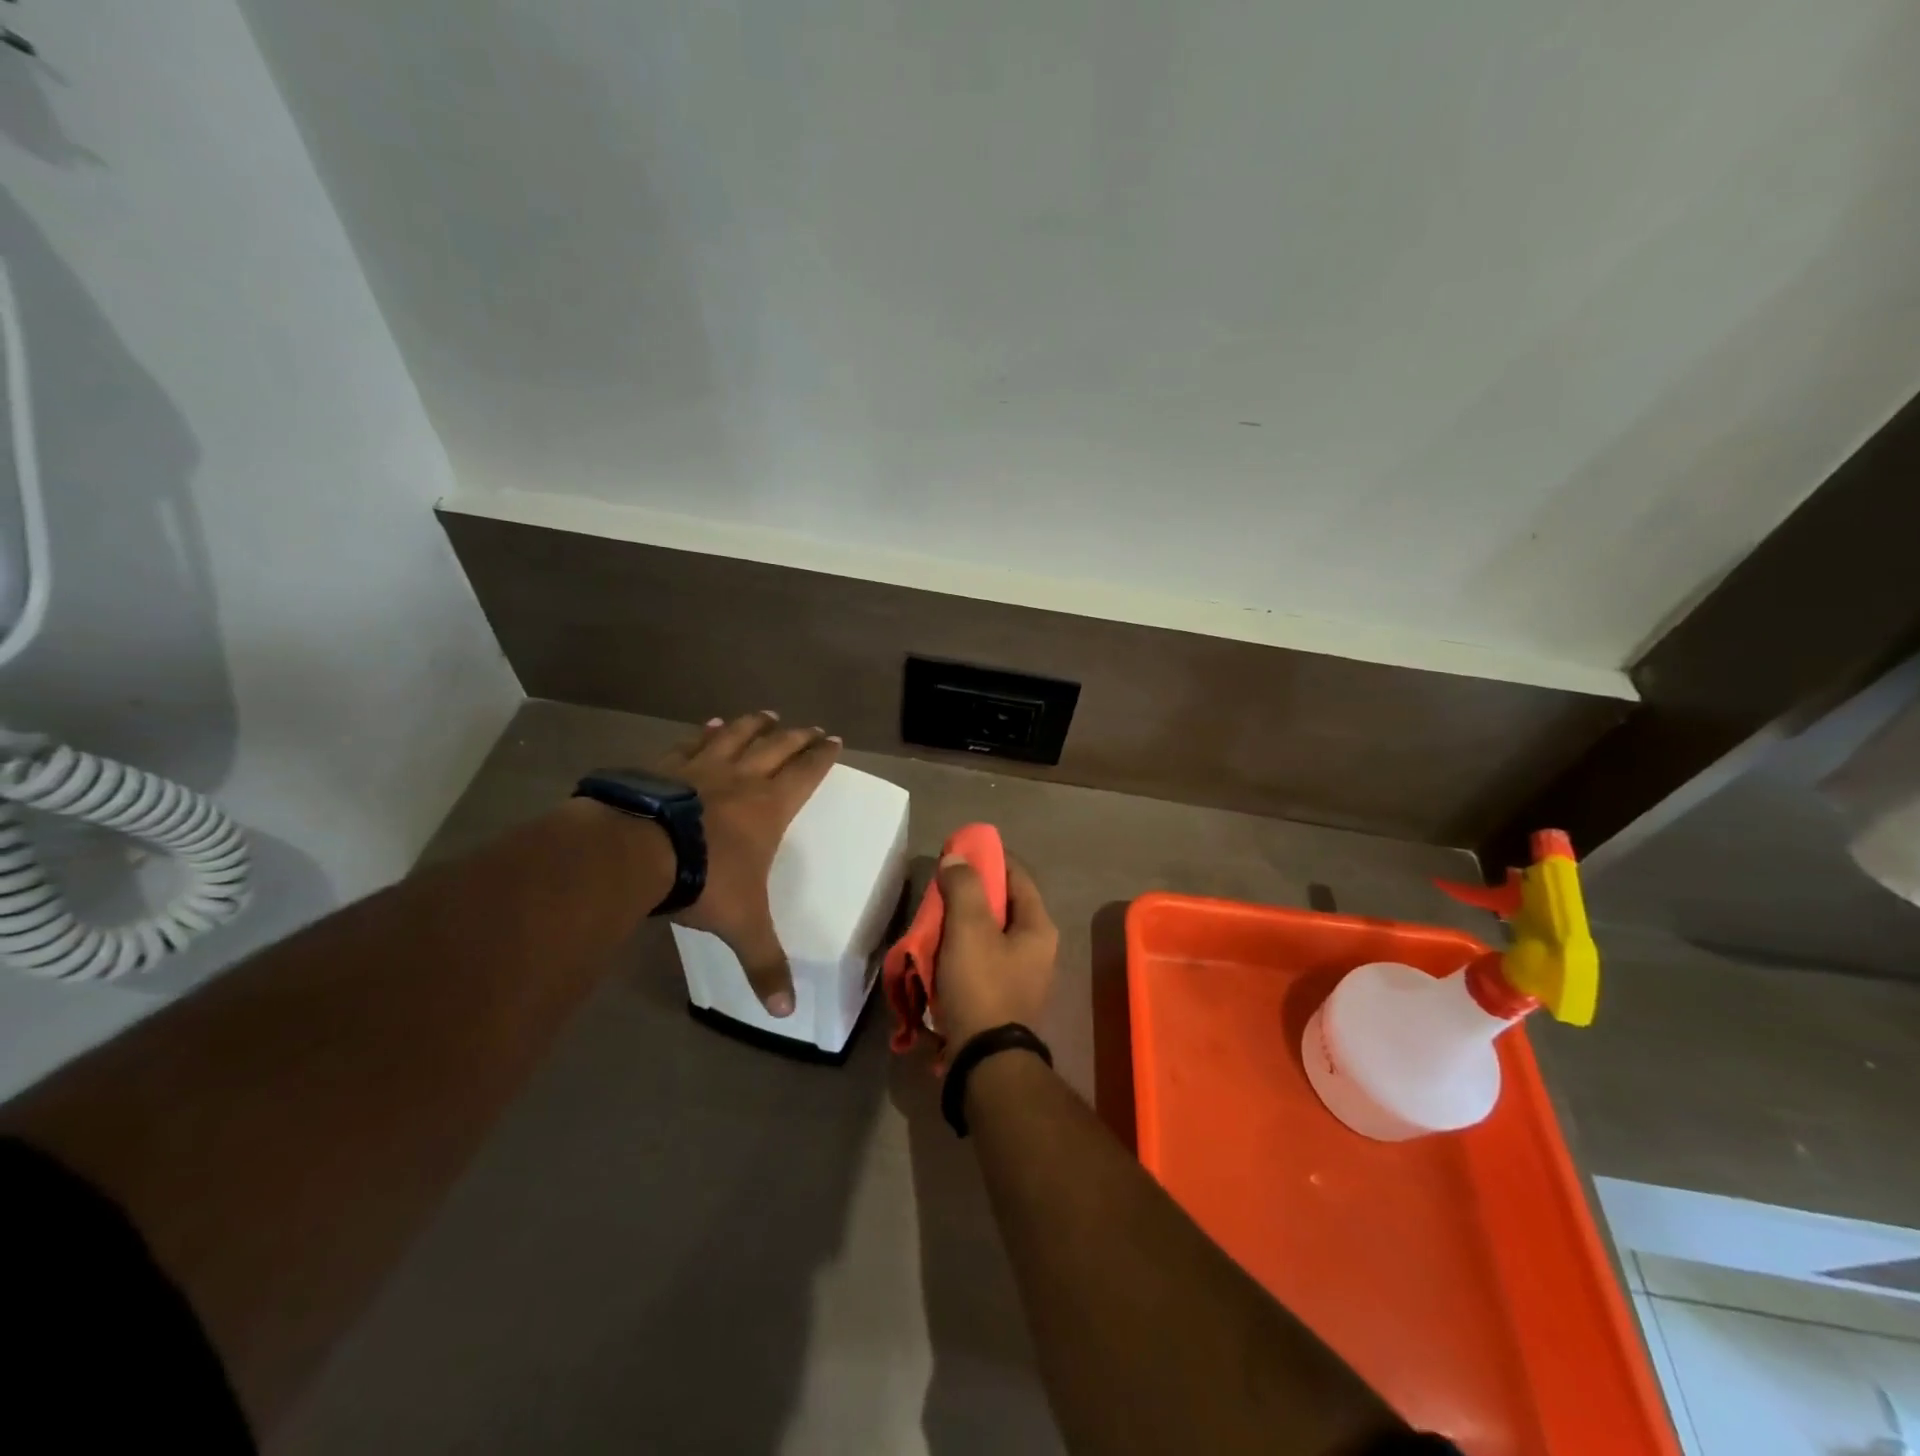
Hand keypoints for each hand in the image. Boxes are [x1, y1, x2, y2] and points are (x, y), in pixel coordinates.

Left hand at [653, 711, 839, 1015]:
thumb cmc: (703, 881)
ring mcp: (700, 768)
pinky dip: (703, 733)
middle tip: (809, 726)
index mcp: (768, 807)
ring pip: (736, 736)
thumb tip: (786, 1011)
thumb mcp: (742, 926)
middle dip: (796, 736)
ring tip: (766, 714)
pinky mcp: (664, 766)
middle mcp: (741, 779)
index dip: (821, 756)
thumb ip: (764, 964)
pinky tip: (707, 725)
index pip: (805, 773)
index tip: (833, 739)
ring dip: (753, 725)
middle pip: (776, 747)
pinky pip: (691, 743)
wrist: (636, 852)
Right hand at [932, 855, 1057, 1050]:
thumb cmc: (982, 985)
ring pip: (990, 933)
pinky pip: (982, 959)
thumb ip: (964, 887)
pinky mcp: (1003, 996)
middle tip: (942, 886)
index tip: (960, 850)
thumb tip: (957, 858)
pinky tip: (939, 951)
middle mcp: (1038, 948)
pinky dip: (962, 949)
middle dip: (971, 892)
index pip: (1017, 876)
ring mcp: (1022, 975)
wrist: (985, 1060)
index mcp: (1039, 927)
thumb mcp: (970, 928)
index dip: (990, 858)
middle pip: (1003, 905)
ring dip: (963, 922)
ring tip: (935, 917)